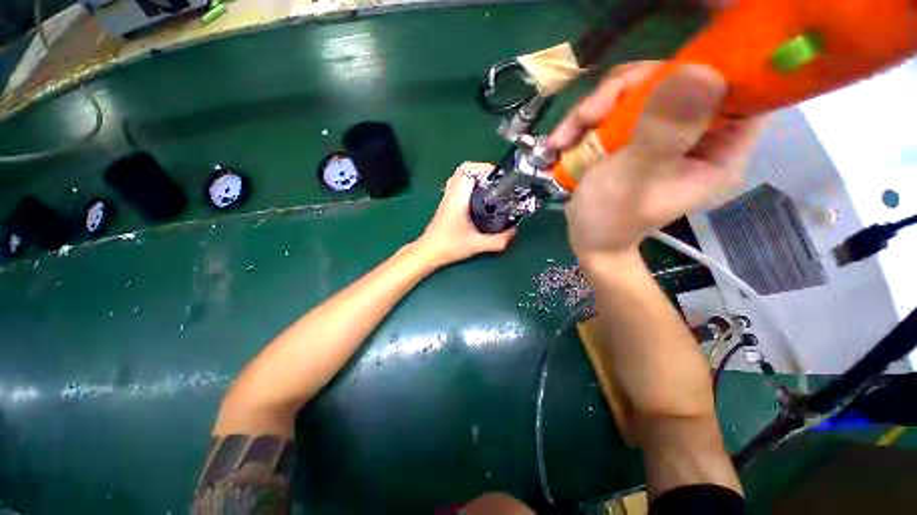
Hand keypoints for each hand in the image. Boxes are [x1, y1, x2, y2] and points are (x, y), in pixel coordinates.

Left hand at [417, 162, 515, 266]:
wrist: (429, 252)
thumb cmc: (450, 246)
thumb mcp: (477, 245)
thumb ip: (498, 240)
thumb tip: (514, 232)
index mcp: (458, 198)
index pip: (468, 170)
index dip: (485, 168)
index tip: (499, 176)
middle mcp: (451, 194)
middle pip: (462, 169)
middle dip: (481, 170)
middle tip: (495, 180)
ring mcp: (446, 198)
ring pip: (458, 177)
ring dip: (473, 176)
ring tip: (489, 187)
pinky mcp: (445, 205)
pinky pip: (456, 186)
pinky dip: (467, 185)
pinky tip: (477, 198)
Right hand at [550, 61, 765, 258]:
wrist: (587, 238)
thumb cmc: (610, 218)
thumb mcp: (634, 177)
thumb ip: (663, 131)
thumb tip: (701, 72)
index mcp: (719, 152)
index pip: (734, 91)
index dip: (703, 71)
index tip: (657, 80)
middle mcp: (698, 136)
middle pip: (675, 81)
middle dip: (623, 93)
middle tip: (587, 115)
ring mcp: (663, 133)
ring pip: (638, 91)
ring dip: (595, 109)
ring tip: (563, 138)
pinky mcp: (635, 136)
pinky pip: (615, 109)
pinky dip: (585, 121)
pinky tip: (562, 141)